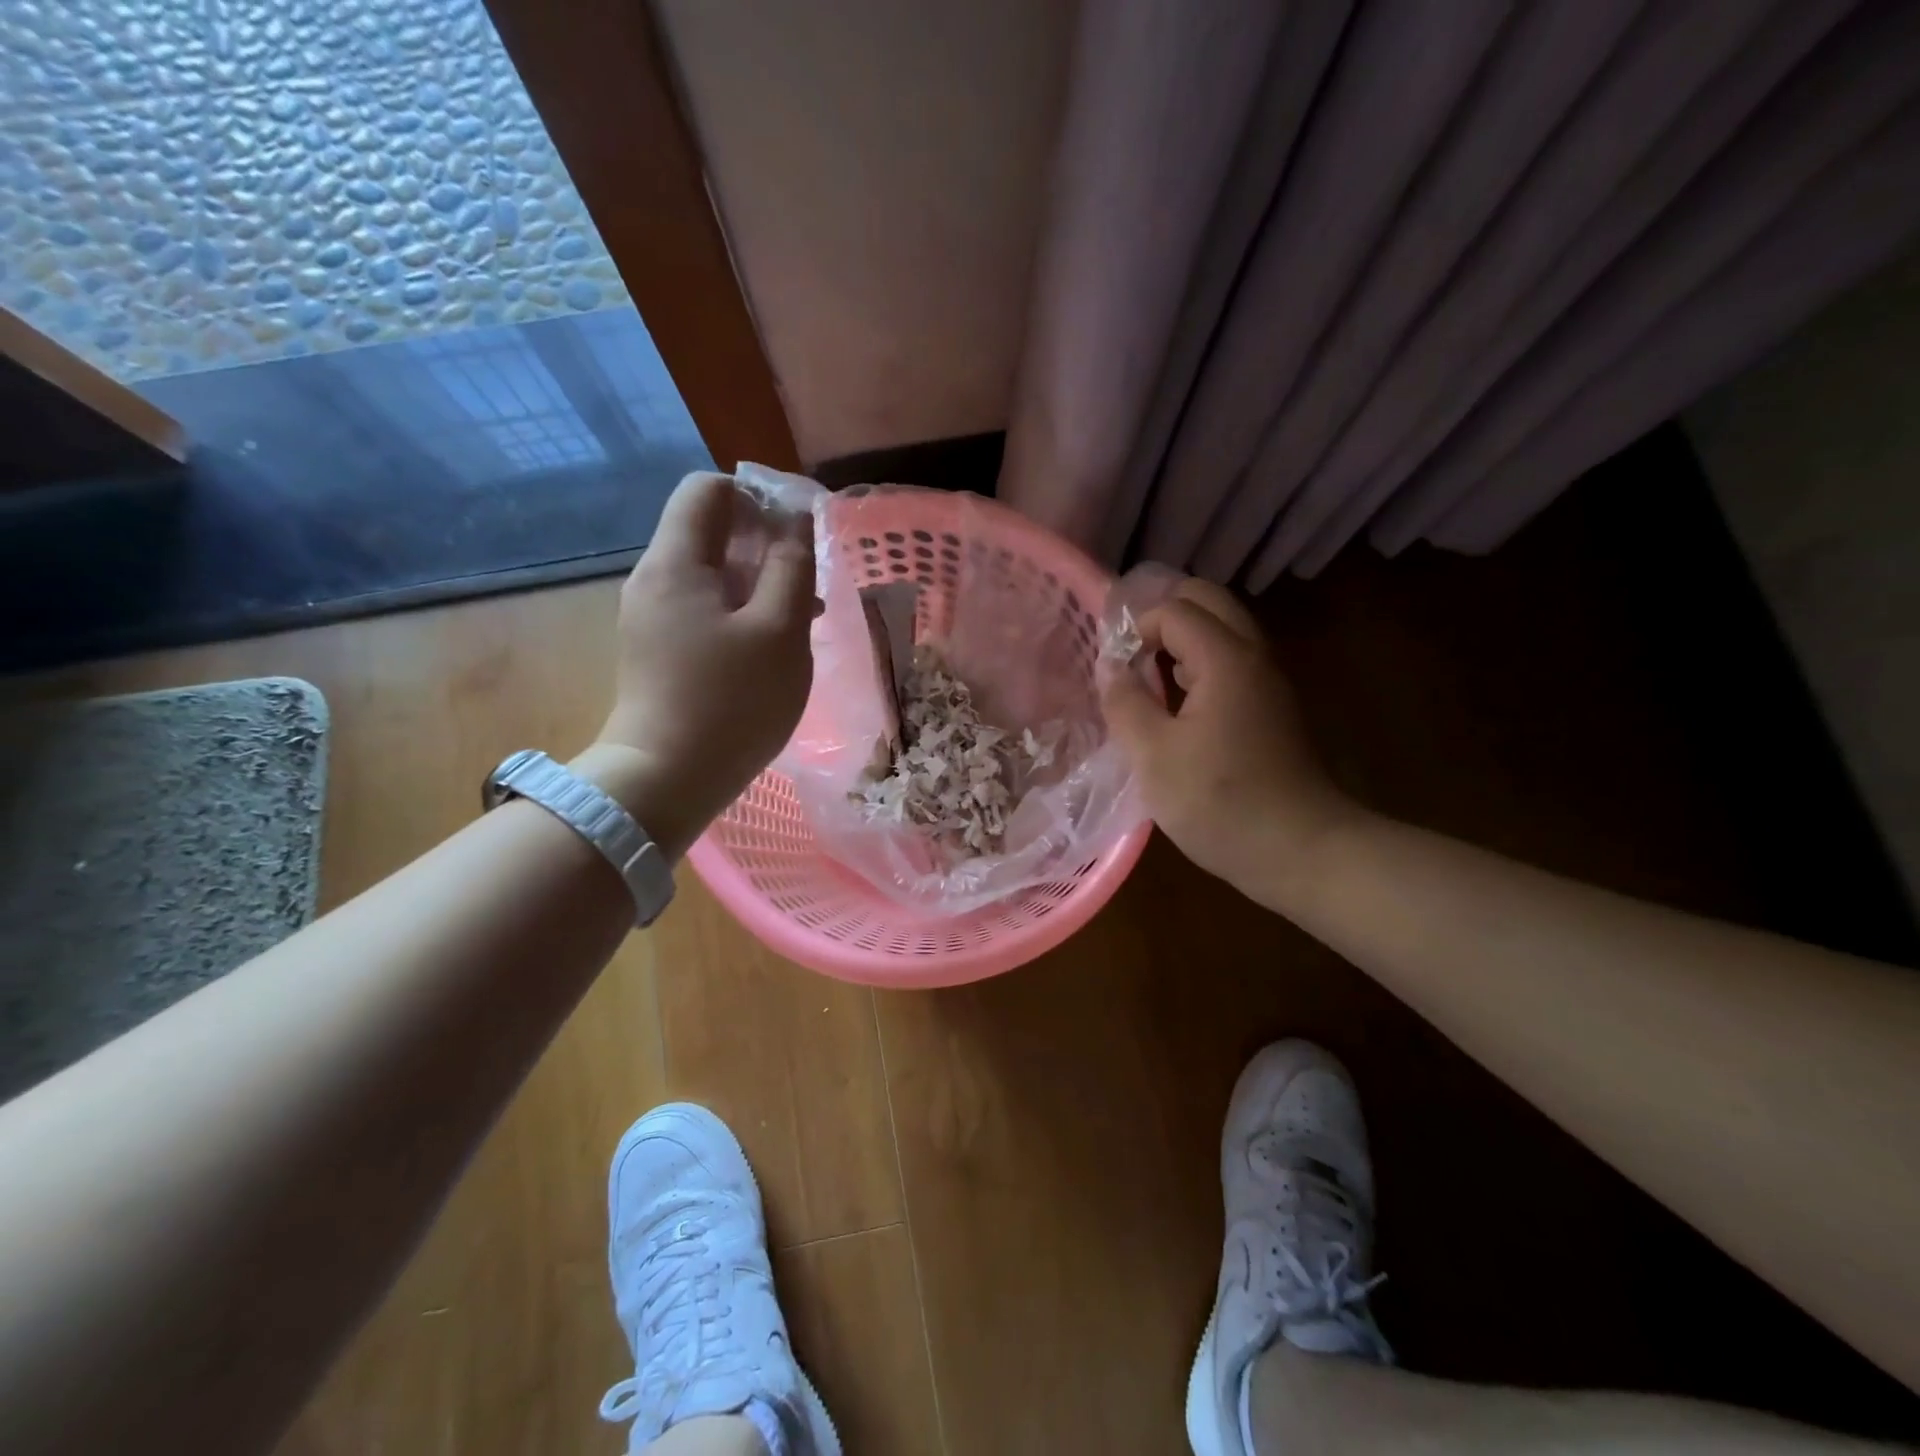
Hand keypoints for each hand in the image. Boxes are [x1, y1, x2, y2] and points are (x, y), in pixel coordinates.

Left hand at [580, 472, 816, 858]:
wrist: (667, 780)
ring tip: (802, 616)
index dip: (758, 495)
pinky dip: (740, 611)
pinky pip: (703, 608)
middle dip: (764, 542)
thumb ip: (792, 566)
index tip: (799, 530)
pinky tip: (771, 645)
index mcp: (676, 562)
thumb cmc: (732, 702)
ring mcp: (652, 617)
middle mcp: (654, 579)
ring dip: (758, 580)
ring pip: (711, 574)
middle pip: (709, 530)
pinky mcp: (658, 649)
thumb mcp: (780, 630)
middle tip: (807, 579)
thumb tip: (795, 518)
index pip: (708, 488)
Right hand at [1101, 578, 1362, 896]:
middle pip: (1208, 603)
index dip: (1135, 629)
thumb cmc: (1219, 802)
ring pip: (1223, 632)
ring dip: (1182, 641)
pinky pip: (1232, 663)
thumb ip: (1125, 702)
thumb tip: (1111, 666)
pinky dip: (1200, 665)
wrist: (1299, 850)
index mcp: (1226, 659)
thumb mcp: (1153, 755)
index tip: (1114, 669)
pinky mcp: (1272, 709)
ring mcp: (1269, 682)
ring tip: (1147, 678)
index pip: (1174, 610)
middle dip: (1163, 617)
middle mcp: (1254, 657)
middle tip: (1129, 654)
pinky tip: (1178, 706)